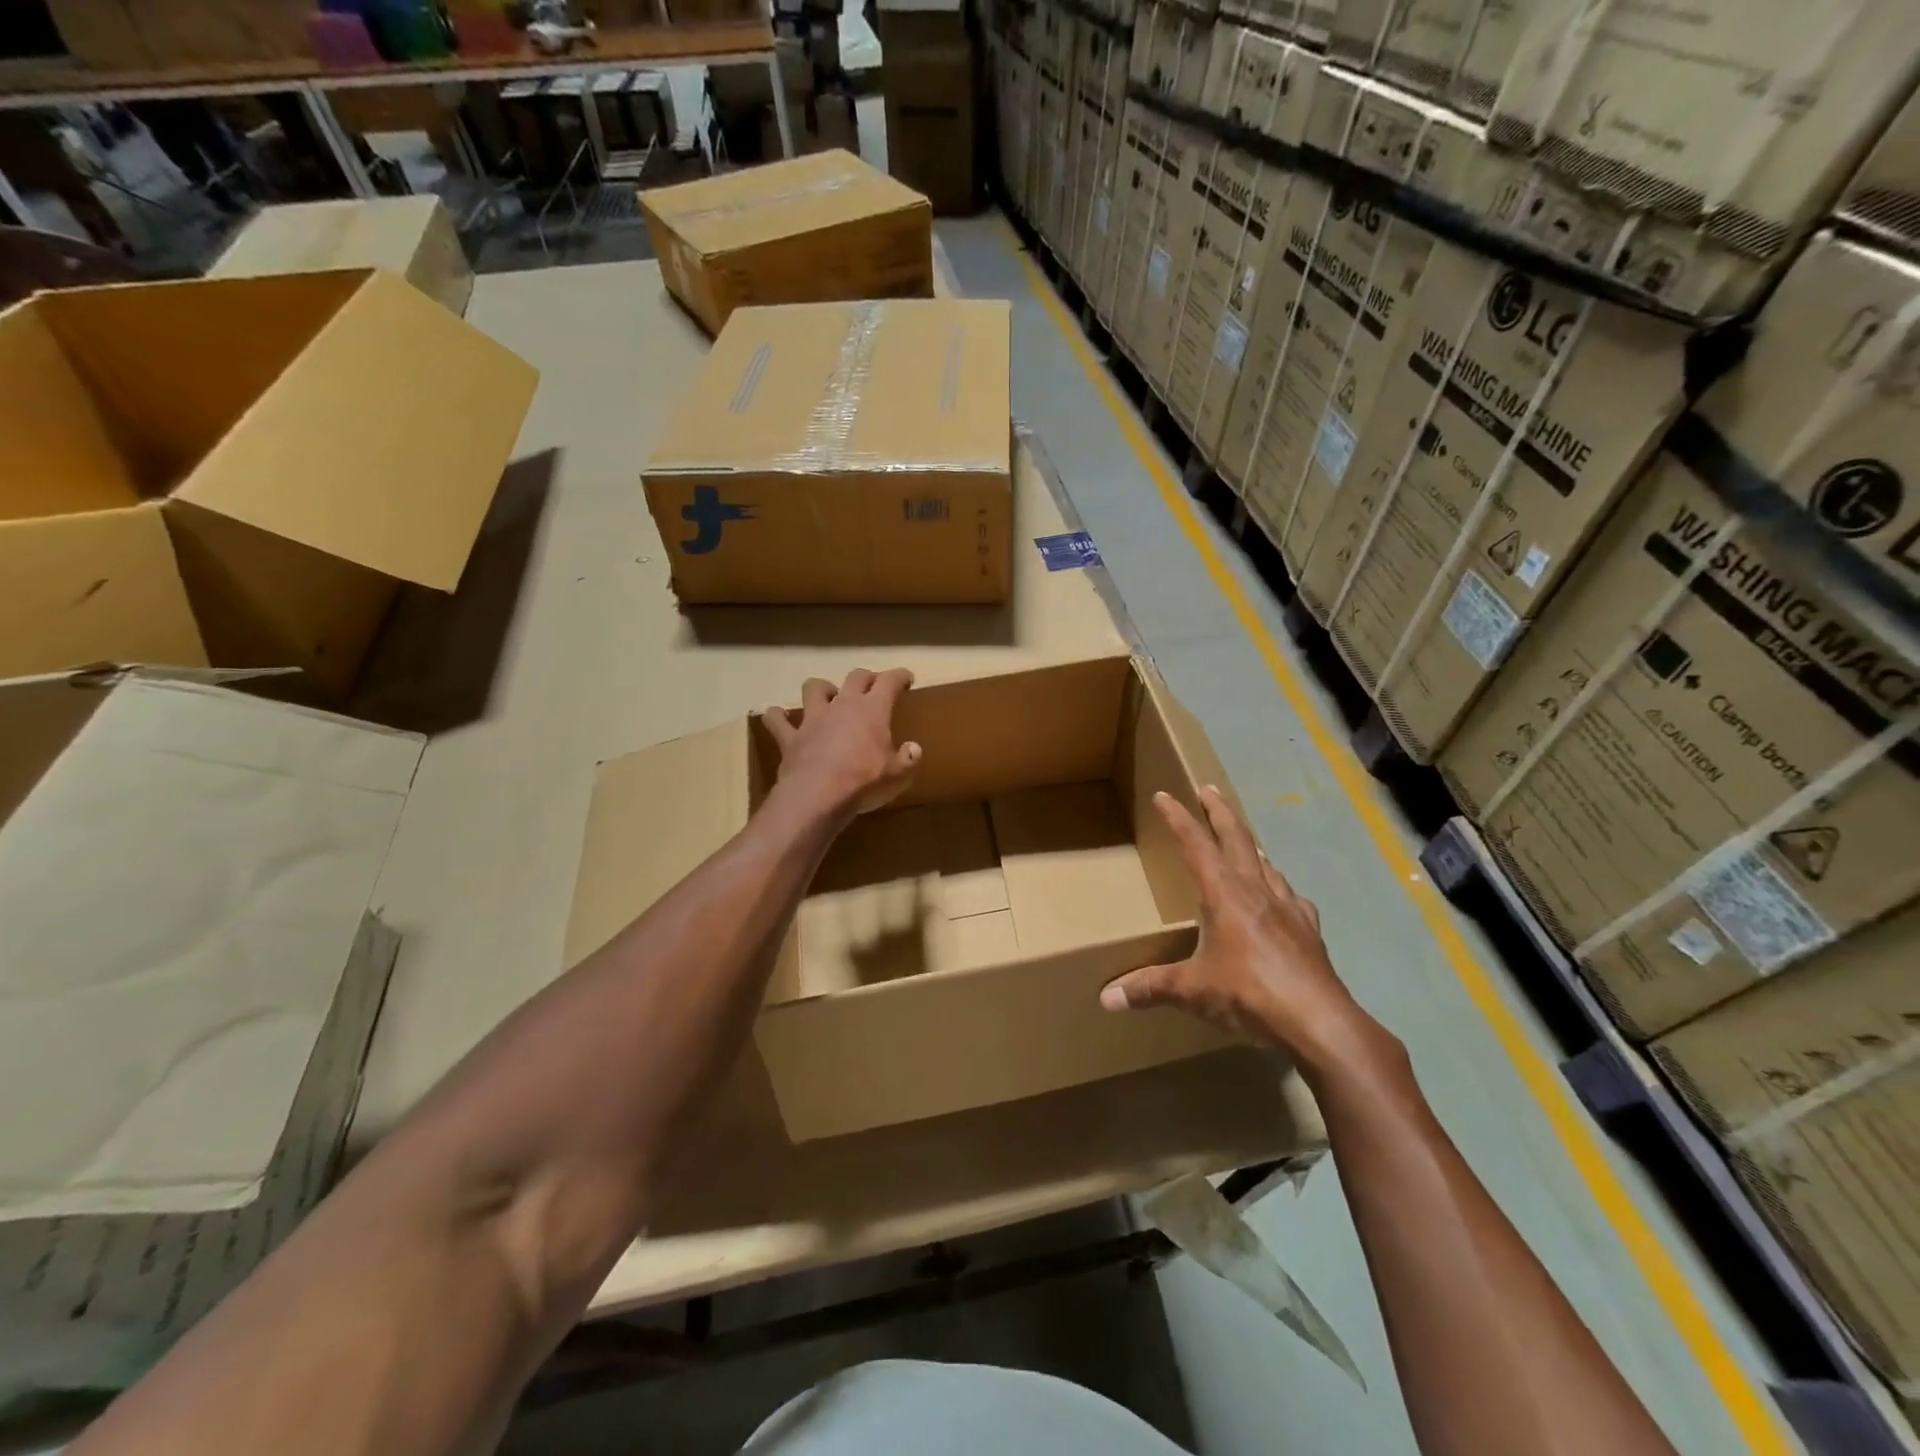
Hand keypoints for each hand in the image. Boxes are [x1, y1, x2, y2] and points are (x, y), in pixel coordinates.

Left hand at [762, 669, 920, 818]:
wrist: (818, 797)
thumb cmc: (864, 783)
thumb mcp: (899, 775)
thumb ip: (909, 759)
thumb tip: (914, 749)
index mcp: (873, 710)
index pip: (890, 681)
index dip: (900, 676)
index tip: (907, 678)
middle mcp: (842, 705)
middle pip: (855, 677)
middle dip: (867, 678)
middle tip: (873, 686)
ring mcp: (813, 719)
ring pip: (814, 688)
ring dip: (822, 689)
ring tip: (827, 697)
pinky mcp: (790, 737)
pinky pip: (777, 721)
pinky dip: (777, 717)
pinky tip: (778, 717)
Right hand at [1100, 787, 1381, 1072]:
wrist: (1319, 1022)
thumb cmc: (1249, 994)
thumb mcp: (1192, 990)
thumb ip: (1150, 988)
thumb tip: (1106, 998)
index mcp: (1224, 894)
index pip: (1196, 844)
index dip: (1178, 818)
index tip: (1164, 796)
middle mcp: (1257, 891)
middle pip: (1237, 839)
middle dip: (1219, 811)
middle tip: (1208, 789)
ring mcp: (1288, 908)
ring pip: (1266, 863)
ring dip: (1250, 845)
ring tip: (1242, 840)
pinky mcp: (1309, 930)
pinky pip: (1291, 896)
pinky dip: (1279, 886)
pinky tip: (1280, 896)